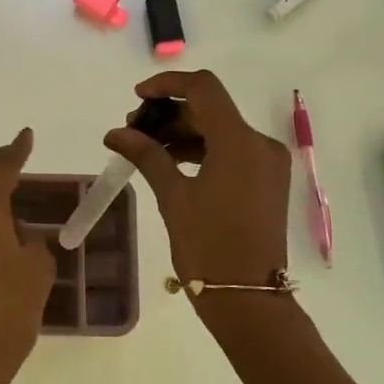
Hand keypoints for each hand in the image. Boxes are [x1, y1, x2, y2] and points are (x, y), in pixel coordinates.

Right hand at [104, 71, 291, 292]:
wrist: (248, 299)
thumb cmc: (208, 247)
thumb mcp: (173, 197)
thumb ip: (147, 155)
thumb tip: (116, 133)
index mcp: (240, 142)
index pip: (203, 88)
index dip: (167, 84)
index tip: (137, 98)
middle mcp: (260, 144)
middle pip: (211, 108)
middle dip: (171, 113)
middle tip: (134, 131)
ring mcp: (268, 163)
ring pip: (221, 130)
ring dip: (185, 132)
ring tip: (147, 149)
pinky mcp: (267, 181)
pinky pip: (232, 150)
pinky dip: (203, 149)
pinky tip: (173, 162)